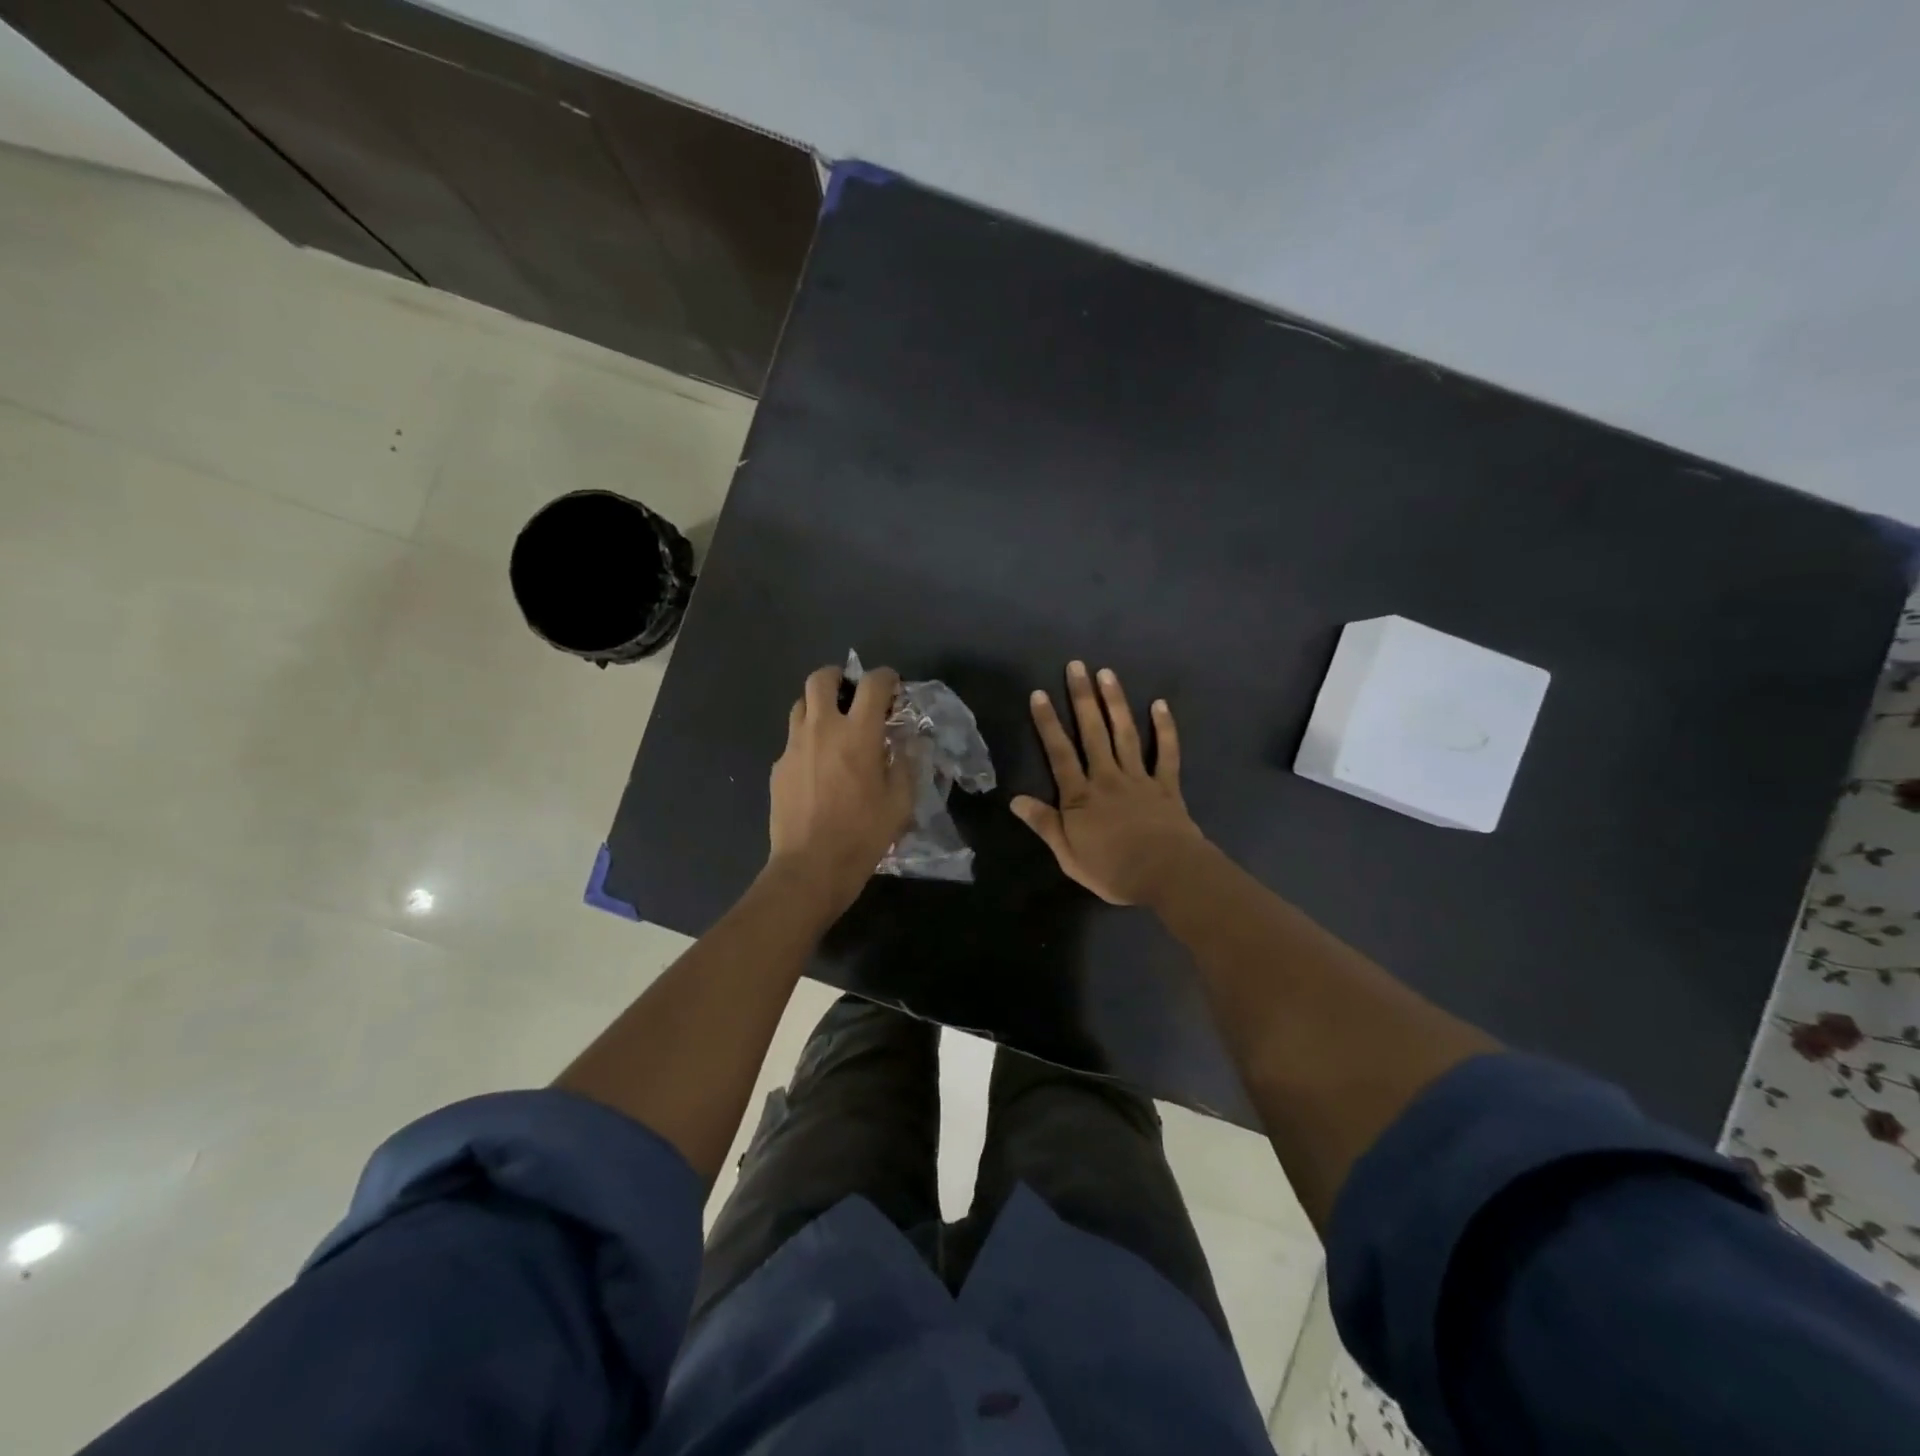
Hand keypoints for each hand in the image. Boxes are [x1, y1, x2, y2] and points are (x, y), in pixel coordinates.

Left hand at [767, 663, 913, 911]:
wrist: (810, 867)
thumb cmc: (863, 835)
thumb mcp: (900, 802)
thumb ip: (906, 764)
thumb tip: (907, 743)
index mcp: (858, 733)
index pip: (872, 683)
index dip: (886, 677)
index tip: (892, 687)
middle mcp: (822, 729)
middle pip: (821, 678)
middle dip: (839, 677)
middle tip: (853, 695)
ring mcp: (794, 746)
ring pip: (801, 705)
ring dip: (819, 706)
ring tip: (834, 728)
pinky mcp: (778, 767)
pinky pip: (793, 740)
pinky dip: (808, 741)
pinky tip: (818, 767)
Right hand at [1011, 661, 1206, 904]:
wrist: (1166, 874)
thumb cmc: (1112, 870)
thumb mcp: (1068, 854)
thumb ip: (1044, 824)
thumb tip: (1015, 800)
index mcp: (1080, 796)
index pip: (1059, 753)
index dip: (1048, 723)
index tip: (1040, 693)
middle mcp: (1107, 778)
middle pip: (1092, 733)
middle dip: (1082, 698)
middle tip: (1076, 667)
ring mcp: (1139, 778)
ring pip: (1124, 734)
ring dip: (1115, 703)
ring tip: (1107, 674)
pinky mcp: (1166, 785)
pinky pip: (1166, 752)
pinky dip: (1164, 728)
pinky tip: (1160, 704)